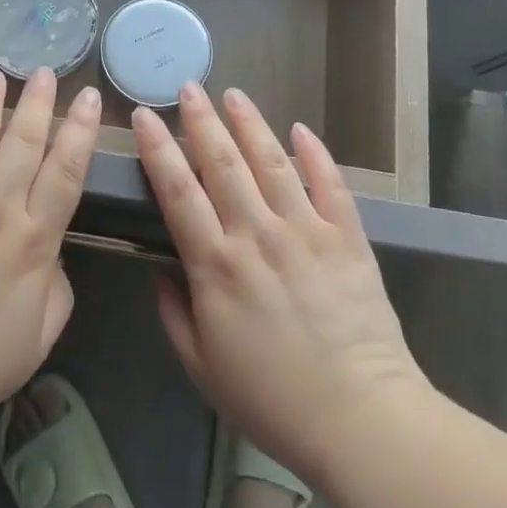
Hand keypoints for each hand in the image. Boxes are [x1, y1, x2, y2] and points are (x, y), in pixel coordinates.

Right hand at [134, 85, 429, 478]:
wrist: (362, 421)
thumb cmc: (272, 399)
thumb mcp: (202, 367)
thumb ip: (173, 312)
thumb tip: (160, 267)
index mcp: (216, 265)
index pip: (178, 190)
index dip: (158, 149)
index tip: (144, 115)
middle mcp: (257, 235)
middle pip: (223, 163)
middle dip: (201, 120)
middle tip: (188, 86)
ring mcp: (306, 232)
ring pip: (272, 163)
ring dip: (250, 124)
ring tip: (234, 94)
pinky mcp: (347, 239)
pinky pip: (330, 185)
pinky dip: (315, 154)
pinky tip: (301, 129)